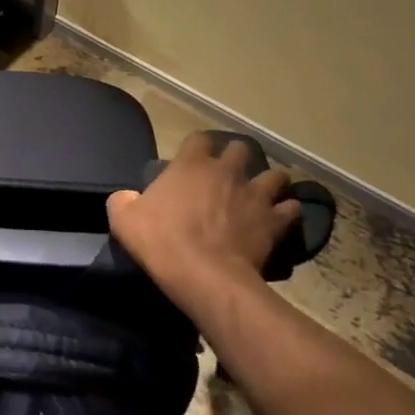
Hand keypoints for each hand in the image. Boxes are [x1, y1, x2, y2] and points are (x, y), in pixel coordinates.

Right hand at [107, 134, 301, 314]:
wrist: (203, 275)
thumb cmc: (160, 241)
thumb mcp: (124, 219)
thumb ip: (123, 201)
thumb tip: (127, 198)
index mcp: (190, 164)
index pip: (198, 139)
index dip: (196, 148)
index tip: (192, 162)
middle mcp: (226, 171)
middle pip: (240, 149)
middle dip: (237, 159)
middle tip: (228, 176)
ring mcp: (254, 194)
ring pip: (275, 176)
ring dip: (269, 183)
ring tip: (261, 196)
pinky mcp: (274, 221)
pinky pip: (291, 209)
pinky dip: (287, 212)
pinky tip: (280, 220)